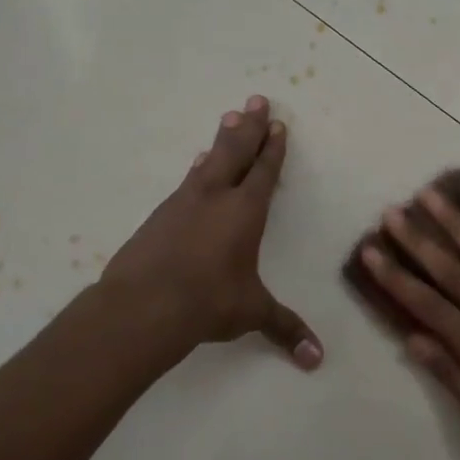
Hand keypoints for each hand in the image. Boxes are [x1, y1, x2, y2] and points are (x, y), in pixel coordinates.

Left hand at [100, 96, 322, 368]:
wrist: (143, 306)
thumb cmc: (209, 303)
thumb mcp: (251, 313)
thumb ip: (285, 329)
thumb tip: (317, 360)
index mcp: (245, 212)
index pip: (264, 172)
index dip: (273, 148)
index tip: (278, 125)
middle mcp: (216, 197)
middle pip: (236, 151)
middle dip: (249, 126)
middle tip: (255, 99)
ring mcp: (183, 203)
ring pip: (208, 161)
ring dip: (221, 140)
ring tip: (228, 118)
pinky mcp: (159, 216)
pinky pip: (186, 182)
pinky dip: (196, 169)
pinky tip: (195, 165)